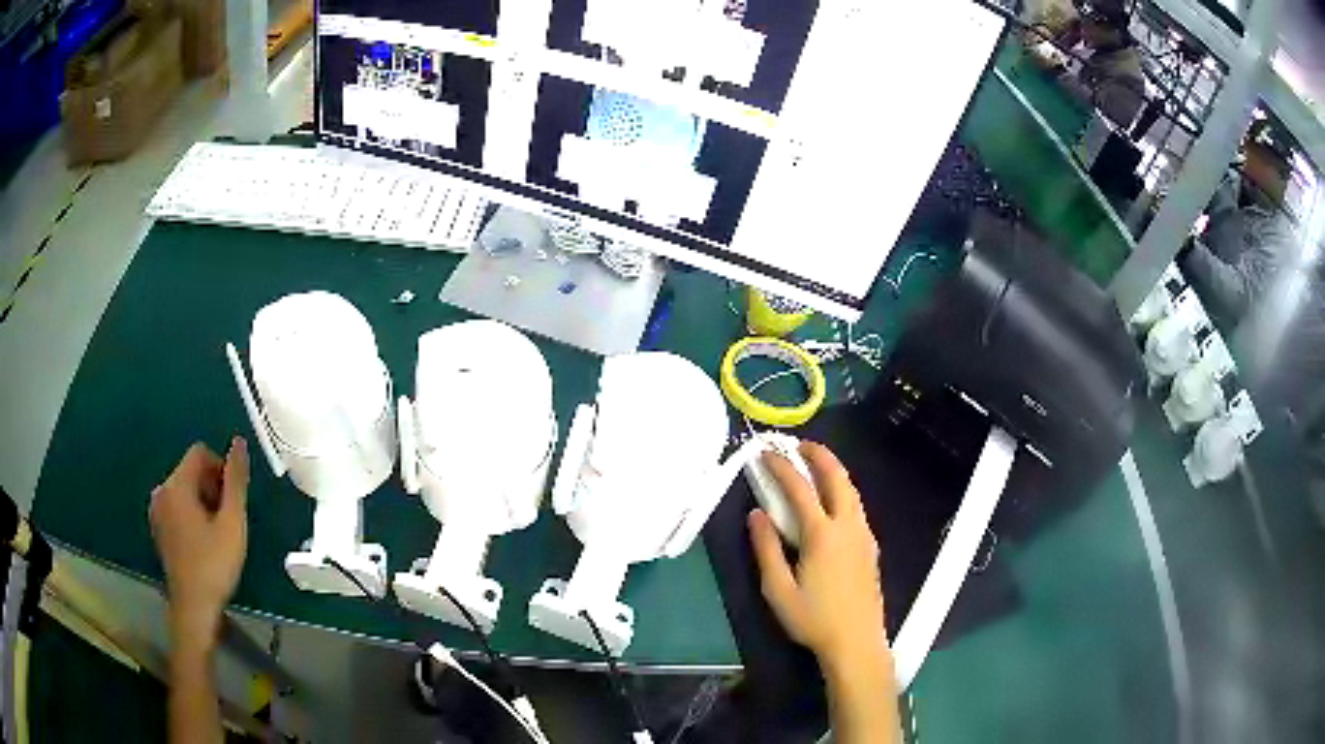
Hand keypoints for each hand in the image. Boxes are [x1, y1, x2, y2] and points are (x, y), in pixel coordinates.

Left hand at [150, 438, 248, 646]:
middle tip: (228, 520)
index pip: (199, 453)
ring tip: (218, 534)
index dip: (221, 468)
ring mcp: (157, 510)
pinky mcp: (158, 527)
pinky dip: (192, 515)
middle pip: (191, 470)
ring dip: (203, 502)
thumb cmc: (214, 565)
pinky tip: (203, 542)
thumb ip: (236, 481)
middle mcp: (162, 490)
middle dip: (212, 487)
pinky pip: (177, 506)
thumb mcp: (232, 523)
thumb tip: (239, 443)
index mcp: (177, 484)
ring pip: (184, 489)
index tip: (233, 500)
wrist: (193, 607)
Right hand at [748, 442, 886, 674]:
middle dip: (819, 455)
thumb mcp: (778, 590)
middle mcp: (848, 526)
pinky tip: (832, 501)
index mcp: (822, 535)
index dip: (781, 467)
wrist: (856, 642)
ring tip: (815, 464)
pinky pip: (856, 507)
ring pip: (852, 490)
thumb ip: (766, 549)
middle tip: (800, 444)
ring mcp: (864, 535)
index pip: (800, 489)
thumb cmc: (812, 619)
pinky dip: (842, 490)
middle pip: (837, 478)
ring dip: (833, 471)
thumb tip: (757, 514)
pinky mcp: (871, 547)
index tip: (765, 453)